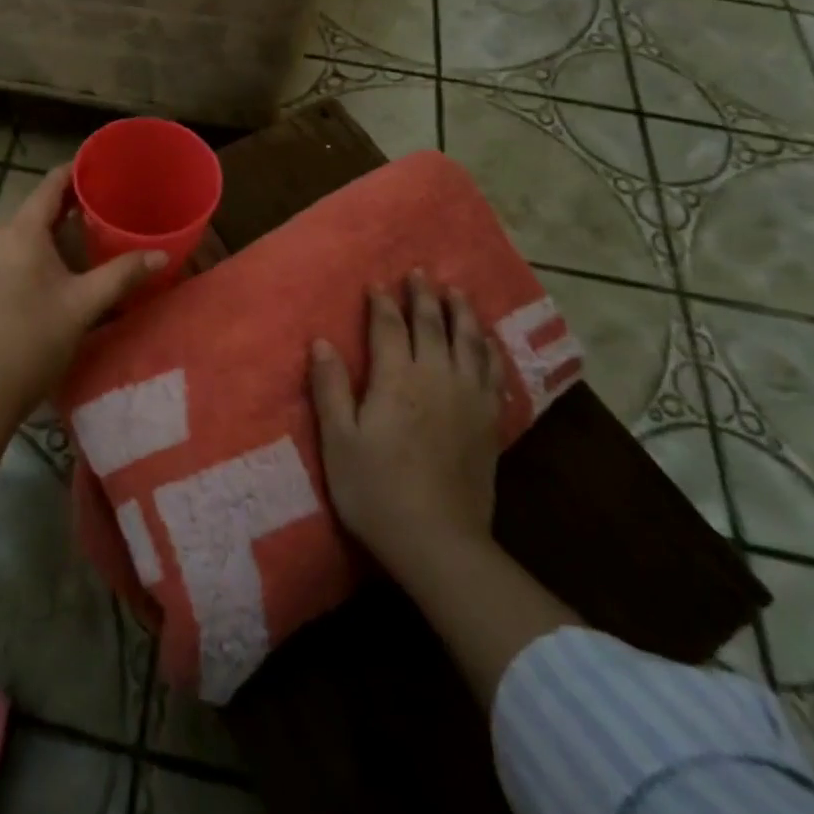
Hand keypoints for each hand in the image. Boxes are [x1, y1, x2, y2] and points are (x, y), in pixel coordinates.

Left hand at [0, 166, 165, 423]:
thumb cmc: (33, 344)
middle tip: (85, 229)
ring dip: (27, 247)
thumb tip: (161, 254)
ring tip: (53, 268)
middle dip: (54, 221)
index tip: (91, 169)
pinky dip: (3, 266)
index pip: (49, 188)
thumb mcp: (83, 307)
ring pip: (4, 242)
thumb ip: (121, 274)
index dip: (71, 174)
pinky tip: (16, 293)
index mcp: (20, 233)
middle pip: (26, 218)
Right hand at [309, 271, 501, 580]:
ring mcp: (468, 399)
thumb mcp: (338, 439)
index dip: (383, 303)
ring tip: (458, 292)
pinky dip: (488, 350)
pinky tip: (487, 344)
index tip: (377, 283)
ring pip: (469, 343)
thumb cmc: (375, 489)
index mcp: (397, 379)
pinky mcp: (488, 423)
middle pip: (433, 326)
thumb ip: (330, 387)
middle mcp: (437, 378)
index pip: (390, 327)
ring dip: (462, 313)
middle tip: (420, 273)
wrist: (438, 541)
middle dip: (425, 296)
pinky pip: (492, 372)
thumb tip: (321, 342)